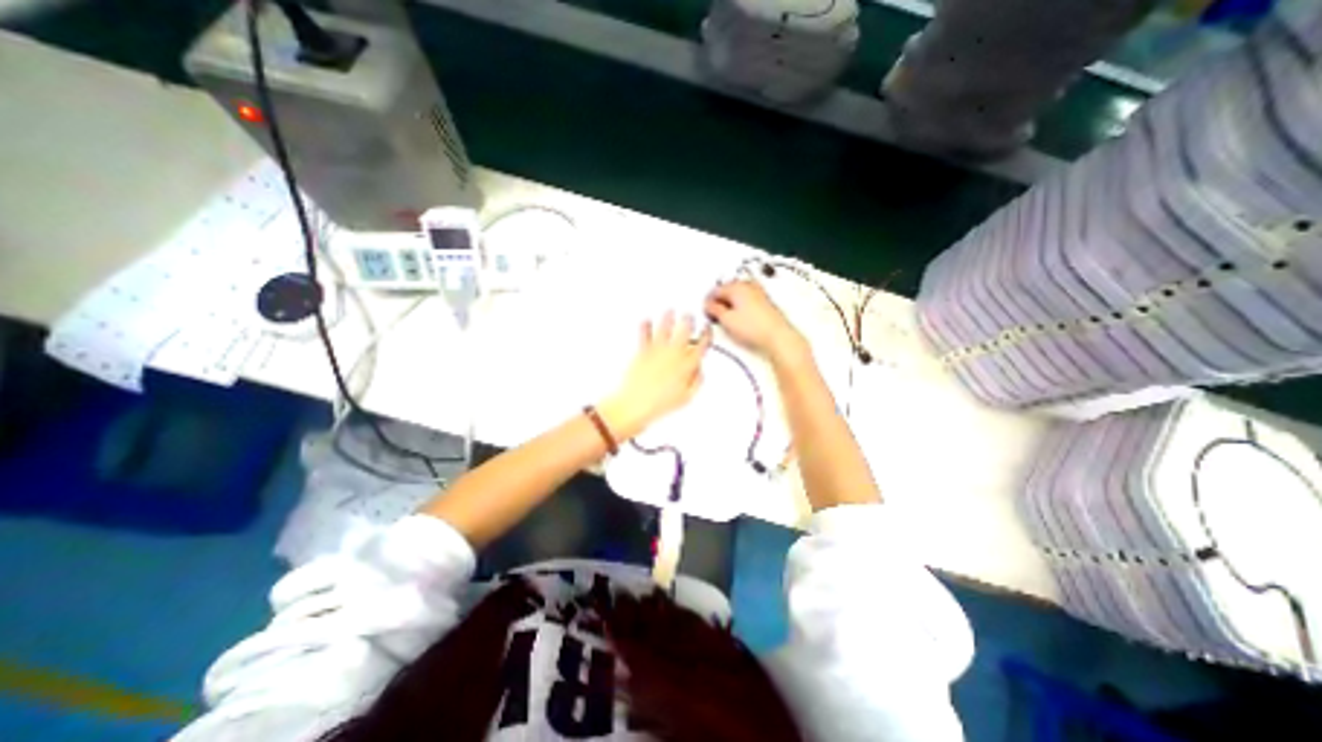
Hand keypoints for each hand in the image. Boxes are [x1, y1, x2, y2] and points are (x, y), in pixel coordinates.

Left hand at [598, 309, 706, 441]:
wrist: (636, 405)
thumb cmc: (661, 403)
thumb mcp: (687, 397)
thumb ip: (697, 380)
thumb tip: (699, 369)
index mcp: (687, 365)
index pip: (702, 345)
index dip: (707, 334)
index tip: (707, 329)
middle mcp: (674, 354)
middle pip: (684, 331)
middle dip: (688, 321)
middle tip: (689, 316)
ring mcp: (657, 350)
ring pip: (665, 328)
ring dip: (668, 318)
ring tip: (670, 312)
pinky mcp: (642, 351)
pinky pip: (644, 334)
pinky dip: (644, 326)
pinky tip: (646, 320)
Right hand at [702, 277, 806, 360]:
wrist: (777, 335)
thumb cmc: (749, 327)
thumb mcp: (727, 320)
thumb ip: (714, 309)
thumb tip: (707, 304)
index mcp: (736, 287)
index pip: (716, 290)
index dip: (708, 301)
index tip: (704, 312)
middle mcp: (747, 285)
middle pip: (728, 289)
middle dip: (719, 300)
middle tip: (714, 314)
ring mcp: (758, 291)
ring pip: (738, 293)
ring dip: (730, 302)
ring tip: (726, 316)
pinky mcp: (765, 300)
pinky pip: (747, 298)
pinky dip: (740, 303)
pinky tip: (739, 315)